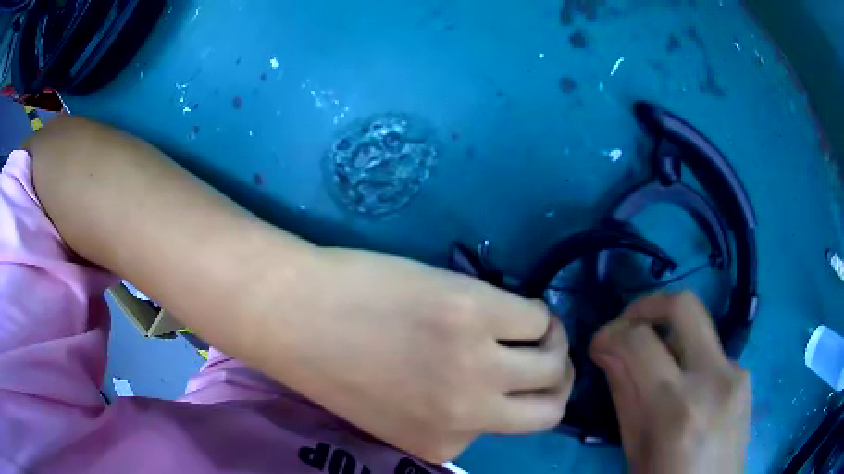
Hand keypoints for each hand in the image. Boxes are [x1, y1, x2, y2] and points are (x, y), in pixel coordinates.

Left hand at [285, 249, 573, 462]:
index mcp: (443, 444)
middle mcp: (469, 414)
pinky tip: (509, 302)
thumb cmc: (334, 361)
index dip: (508, 399)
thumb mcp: (394, 413)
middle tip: (544, 356)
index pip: (507, 428)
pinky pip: (537, 316)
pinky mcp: (475, 312)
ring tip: (531, 325)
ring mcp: (476, 364)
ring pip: (555, 363)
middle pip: (551, 409)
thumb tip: (490, 390)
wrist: (293, 314)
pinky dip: (534, 311)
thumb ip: (443, 416)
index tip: (501, 377)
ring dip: (553, 343)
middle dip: (556, 382)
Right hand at [589, 291, 749, 473]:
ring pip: (698, 328)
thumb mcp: (635, 450)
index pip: (640, 342)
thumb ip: (624, 396)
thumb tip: (607, 352)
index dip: (611, 332)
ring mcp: (736, 373)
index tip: (598, 343)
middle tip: (627, 325)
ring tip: (654, 366)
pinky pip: (711, 352)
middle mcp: (713, 379)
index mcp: (677, 410)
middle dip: (647, 305)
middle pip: (683, 305)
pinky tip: (683, 387)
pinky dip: (688, 358)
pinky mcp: (745, 375)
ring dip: (668, 335)